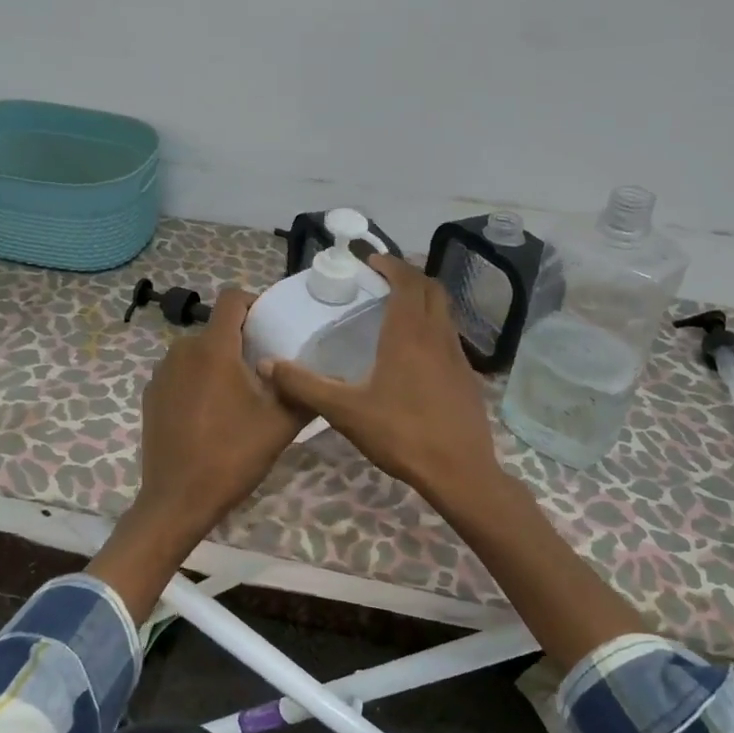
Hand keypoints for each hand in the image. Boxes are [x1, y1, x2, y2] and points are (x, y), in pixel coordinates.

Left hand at [93, 289, 308, 621]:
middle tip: (266, 368)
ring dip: (219, 362)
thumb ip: (304, 392)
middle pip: (216, 328)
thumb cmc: (233, 455)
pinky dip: (199, 381)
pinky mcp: (151, 396)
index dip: (254, 303)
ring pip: (197, 352)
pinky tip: (212, 414)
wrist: (178, 499)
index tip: (272, 324)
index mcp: (213, 349)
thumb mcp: (281, 424)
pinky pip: (181, 374)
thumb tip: (323, 377)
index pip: (231, 300)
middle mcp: (182, 351)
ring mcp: (162, 374)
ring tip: (241, 394)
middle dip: (241, 340)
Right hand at [261, 256, 503, 511]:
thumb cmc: (401, 434)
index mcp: (409, 334)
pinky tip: (415, 353)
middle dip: (409, 276)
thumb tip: (266, 365)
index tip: (372, 261)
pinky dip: (432, 327)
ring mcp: (458, 356)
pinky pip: (450, 337)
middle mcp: (437, 336)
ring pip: (444, 312)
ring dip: (423, 300)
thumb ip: (304, 386)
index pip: (406, 282)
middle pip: (431, 289)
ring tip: (397, 310)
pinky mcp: (467, 377)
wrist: (459, 471)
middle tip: (383, 280)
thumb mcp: (344, 411)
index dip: (391, 265)